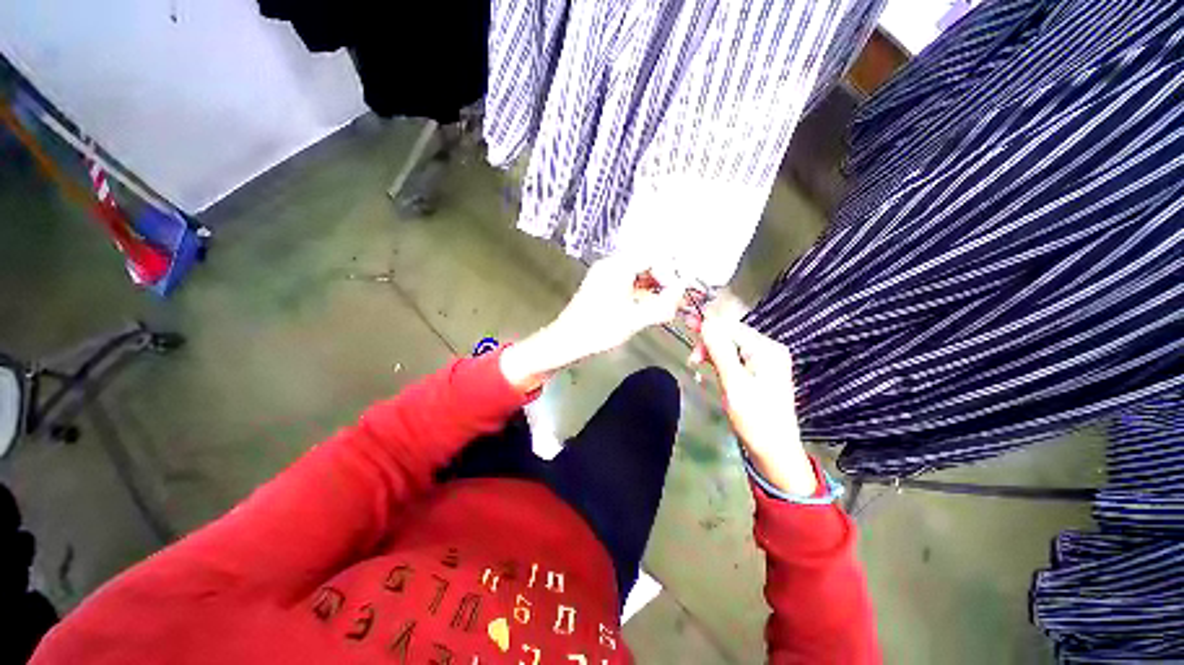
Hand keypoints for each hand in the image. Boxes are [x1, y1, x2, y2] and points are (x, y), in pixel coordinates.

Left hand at [501, 255, 687, 391]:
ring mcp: (606, 274)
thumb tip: (683, 291)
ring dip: (654, 286)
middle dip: (665, 278)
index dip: (672, 268)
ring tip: (667, 303)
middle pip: (646, 262)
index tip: (683, 286)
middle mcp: (612, 264)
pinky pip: (629, 281)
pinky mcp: (603, 284)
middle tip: (678, 296)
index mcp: (618, 267)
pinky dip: (642, 291)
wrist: (567, 339)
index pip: (654, 255)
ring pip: (638, 272)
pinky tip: (650, 305)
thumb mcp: (634, 319)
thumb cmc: (598, 329)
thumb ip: (662, 305)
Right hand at [693, 314, 817, 496]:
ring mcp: (764, 361)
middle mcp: (768, 350)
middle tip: (690, 353)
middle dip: (709, 340)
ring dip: (711, 350)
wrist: (774, 451)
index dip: (708, 324)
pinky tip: (707, 363)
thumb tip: (706, 322)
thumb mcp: (734, 383)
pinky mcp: (757, 372)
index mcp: (766, 349)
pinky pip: (734, 357)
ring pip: (730, 346)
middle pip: (732, 334)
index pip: (732, 327)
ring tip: (695, 361)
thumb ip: (720, 350)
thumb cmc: (755, 418)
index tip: (686, 323)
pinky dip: (718, 359)